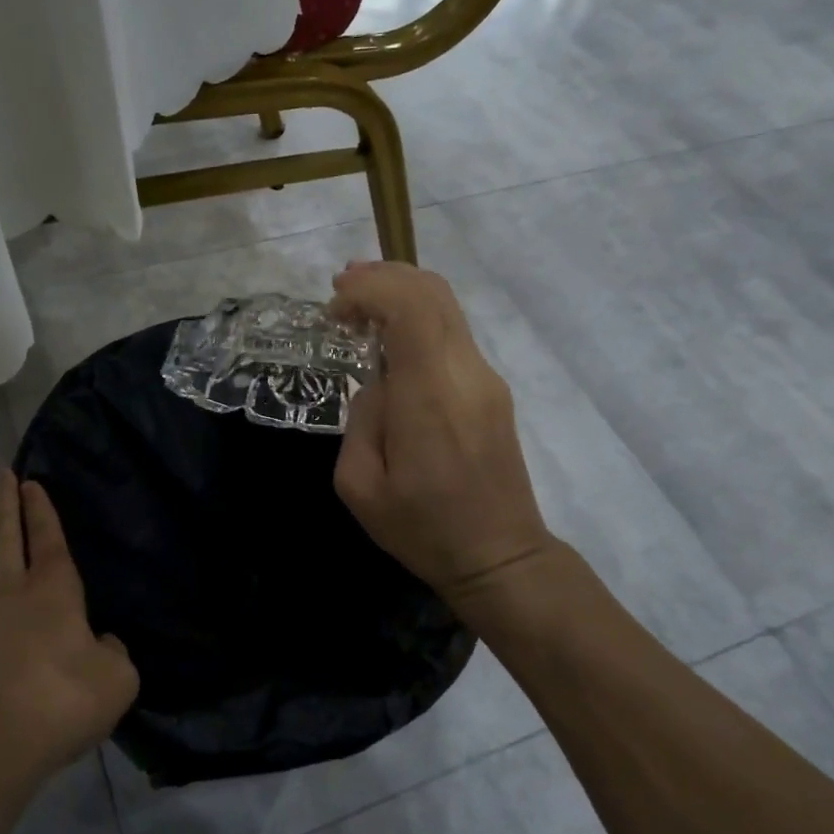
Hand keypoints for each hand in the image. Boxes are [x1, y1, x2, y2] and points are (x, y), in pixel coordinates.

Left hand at [0, 471, 138, 773]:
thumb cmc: (65, 697)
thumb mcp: (117, 676)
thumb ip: (112, 652)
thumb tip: (99, 644)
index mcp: (52, 590)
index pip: (48, 538)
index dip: (41, 509)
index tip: (29, 480)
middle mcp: (13, 598)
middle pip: (6, 540)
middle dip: (5, 505)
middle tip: (1, 476)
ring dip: (3, 565)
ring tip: (15, 569)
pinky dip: (4, 623)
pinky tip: (18, 645)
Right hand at [329, 262, 552, 614]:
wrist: (499, 557)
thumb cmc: (422, 528)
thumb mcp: (360, 485)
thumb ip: (361, 418)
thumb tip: (378, 384)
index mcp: (431, 395)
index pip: (410, 307)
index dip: (370, 289)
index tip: (334, 305)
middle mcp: (466, 373)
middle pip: (433, 293)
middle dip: (384, 276)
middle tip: (342, 286)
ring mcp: (486, 379)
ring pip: (447, 307)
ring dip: (402, 292)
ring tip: (360, 303)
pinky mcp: (492, 390)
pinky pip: (453, 333)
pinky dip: (418, 317)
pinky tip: (390, 337)